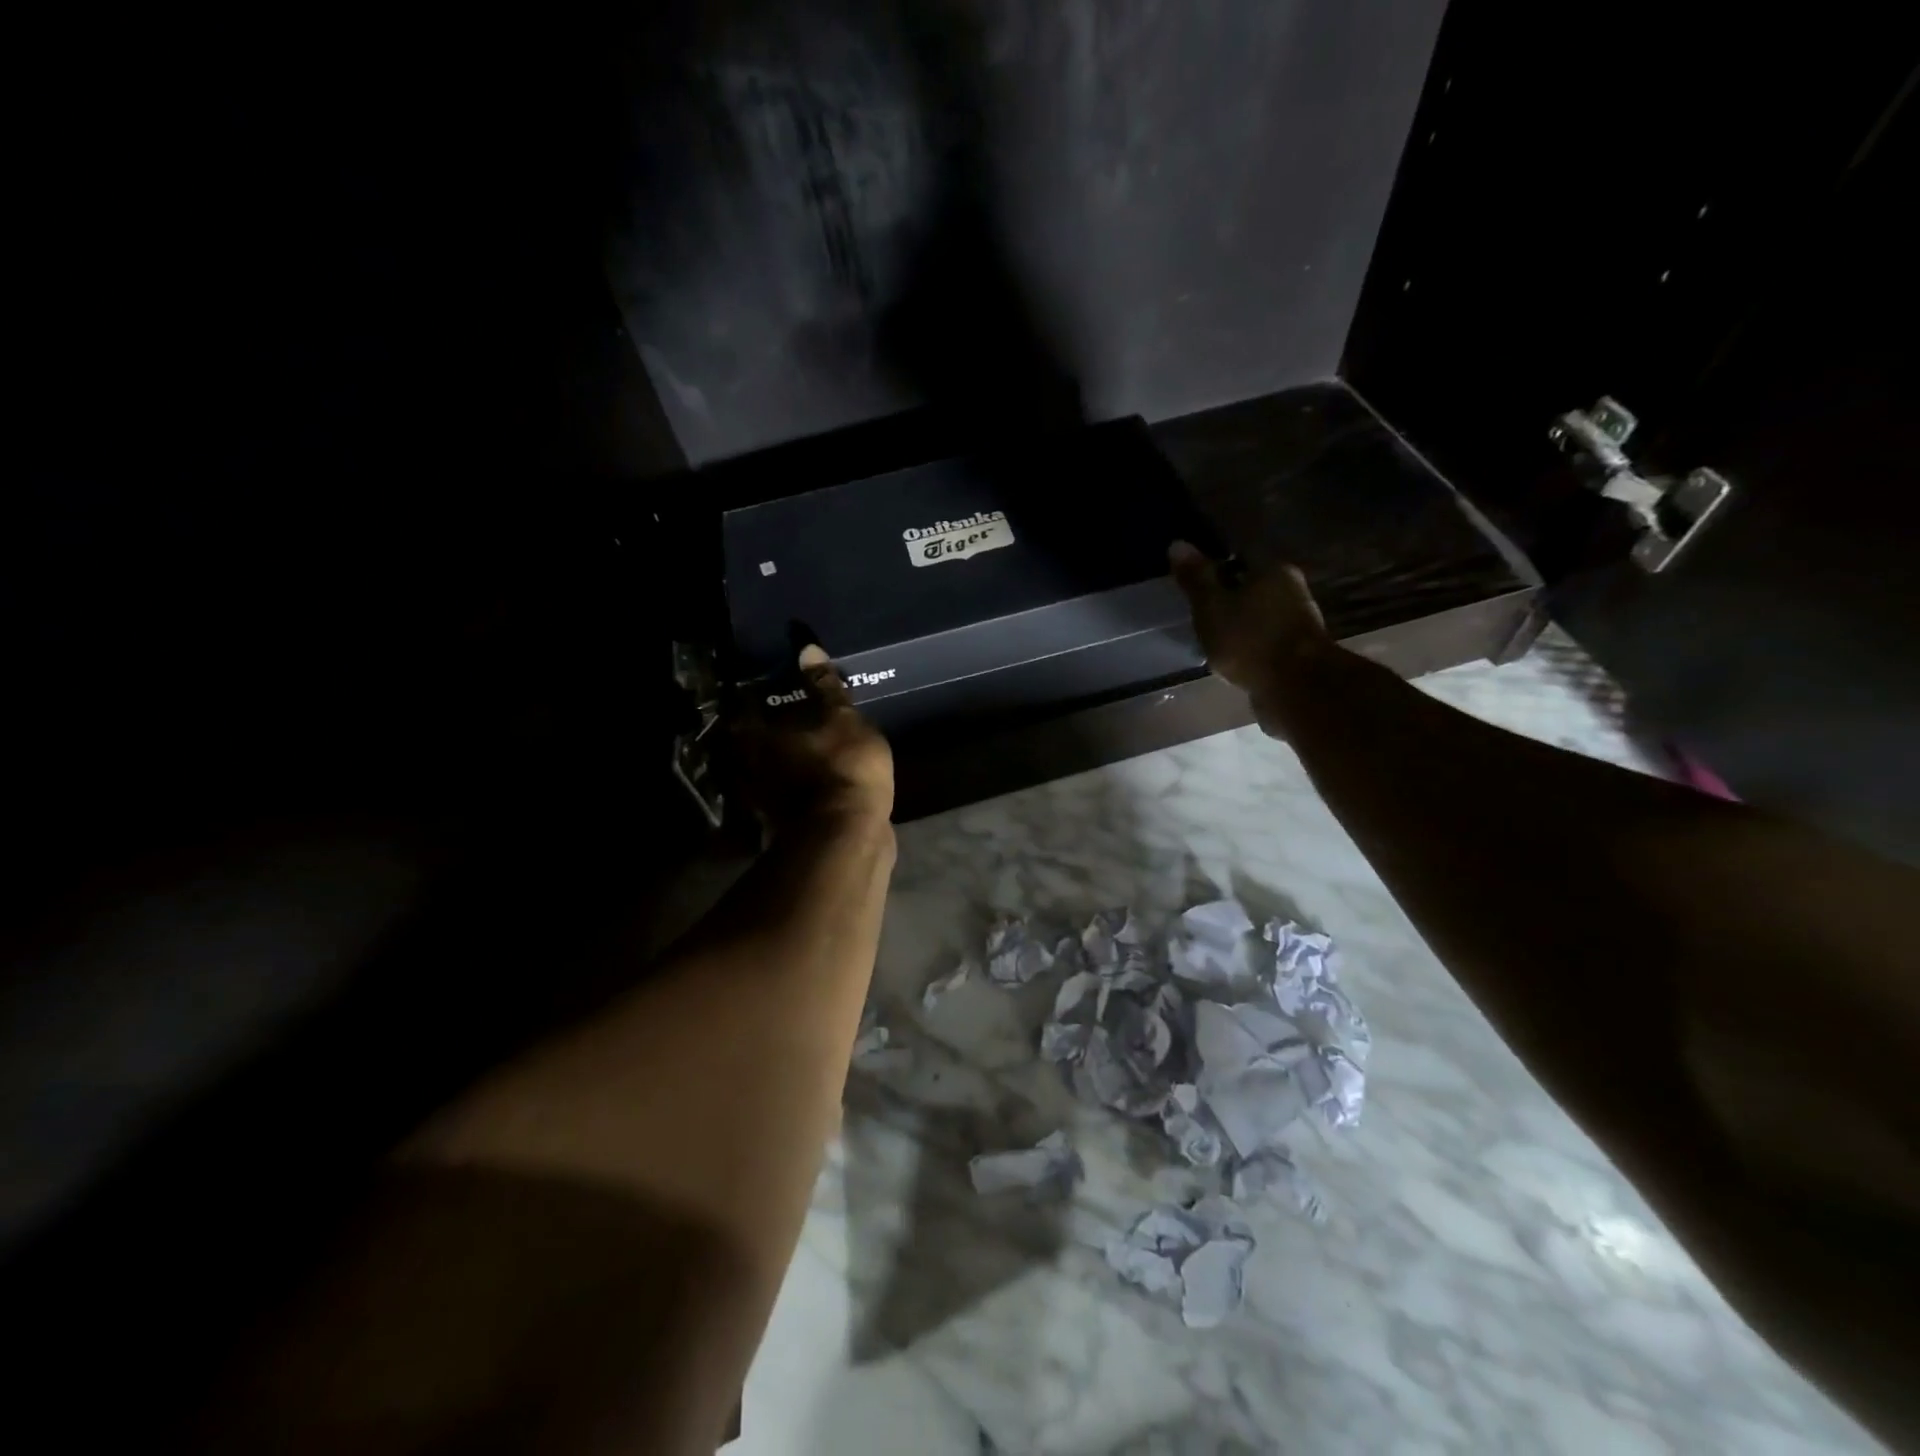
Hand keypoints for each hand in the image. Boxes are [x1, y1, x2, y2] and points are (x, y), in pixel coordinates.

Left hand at [730, 645, 894, 829]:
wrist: (850, 836)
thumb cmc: (844, 767)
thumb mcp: (843, 718)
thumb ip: (825, 686)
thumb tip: (806, 646)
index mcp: (756, 738)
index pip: (741, 707)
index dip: (750, 694)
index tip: (763, 683)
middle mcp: (750, 768)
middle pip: (748, 741)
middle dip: (761, 728)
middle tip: (782, 710)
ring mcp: (765, 799)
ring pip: (763, 769)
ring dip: (774, 757)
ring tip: (798, 740)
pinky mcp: (784, 822)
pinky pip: (782, 793)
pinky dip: (790, 782)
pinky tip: (809, 774)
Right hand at [1169, 541, 1331, 722]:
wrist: (1295, 687)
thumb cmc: (1249, 639)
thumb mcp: (1211, 606)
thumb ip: (1196, 577)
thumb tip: (1177, 543)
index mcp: (1273, 570)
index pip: (1238, 559)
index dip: (1214, 570)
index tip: (1194, 587)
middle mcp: (1292, 590)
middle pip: (1251, 588)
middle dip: (1227, 600)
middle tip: (1200, 615)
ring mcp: (1298, 623)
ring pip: (1259, 616)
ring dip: (1239, 626)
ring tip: (1212, 640)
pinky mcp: (1298, 652)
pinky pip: (1265, 642)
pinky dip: (1249, 647)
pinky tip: (1232, 660)